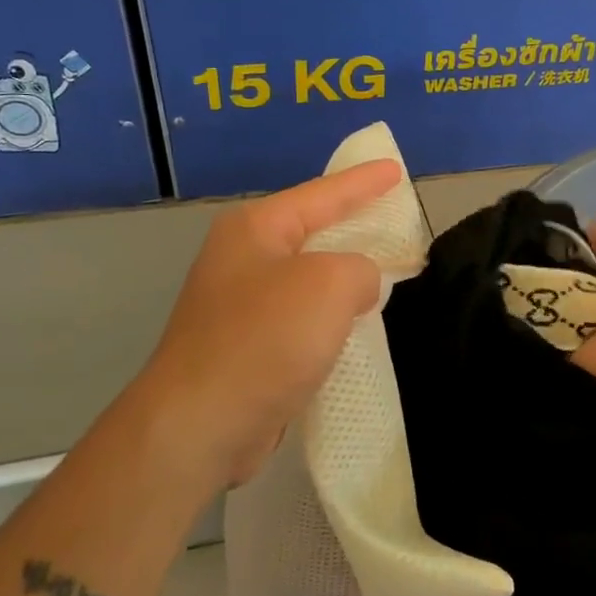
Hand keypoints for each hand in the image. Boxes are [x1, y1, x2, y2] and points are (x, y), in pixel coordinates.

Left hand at [126, 159, 402, 493]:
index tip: (396, 169)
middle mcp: (243, 259)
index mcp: (256, 230)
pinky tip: (355, 326)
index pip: (322, 193)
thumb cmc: (263, 340)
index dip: (363, 182)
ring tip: (387, 273)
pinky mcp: (247, 347)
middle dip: (354, 225)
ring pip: (308, 278)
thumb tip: (358, 286)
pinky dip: (330, 317)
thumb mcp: (328, 285)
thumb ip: (361, 269)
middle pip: (312, 231)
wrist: (199, 426)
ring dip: (345, 277)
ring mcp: (240, 305)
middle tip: (395, 219)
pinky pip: (302, 317)